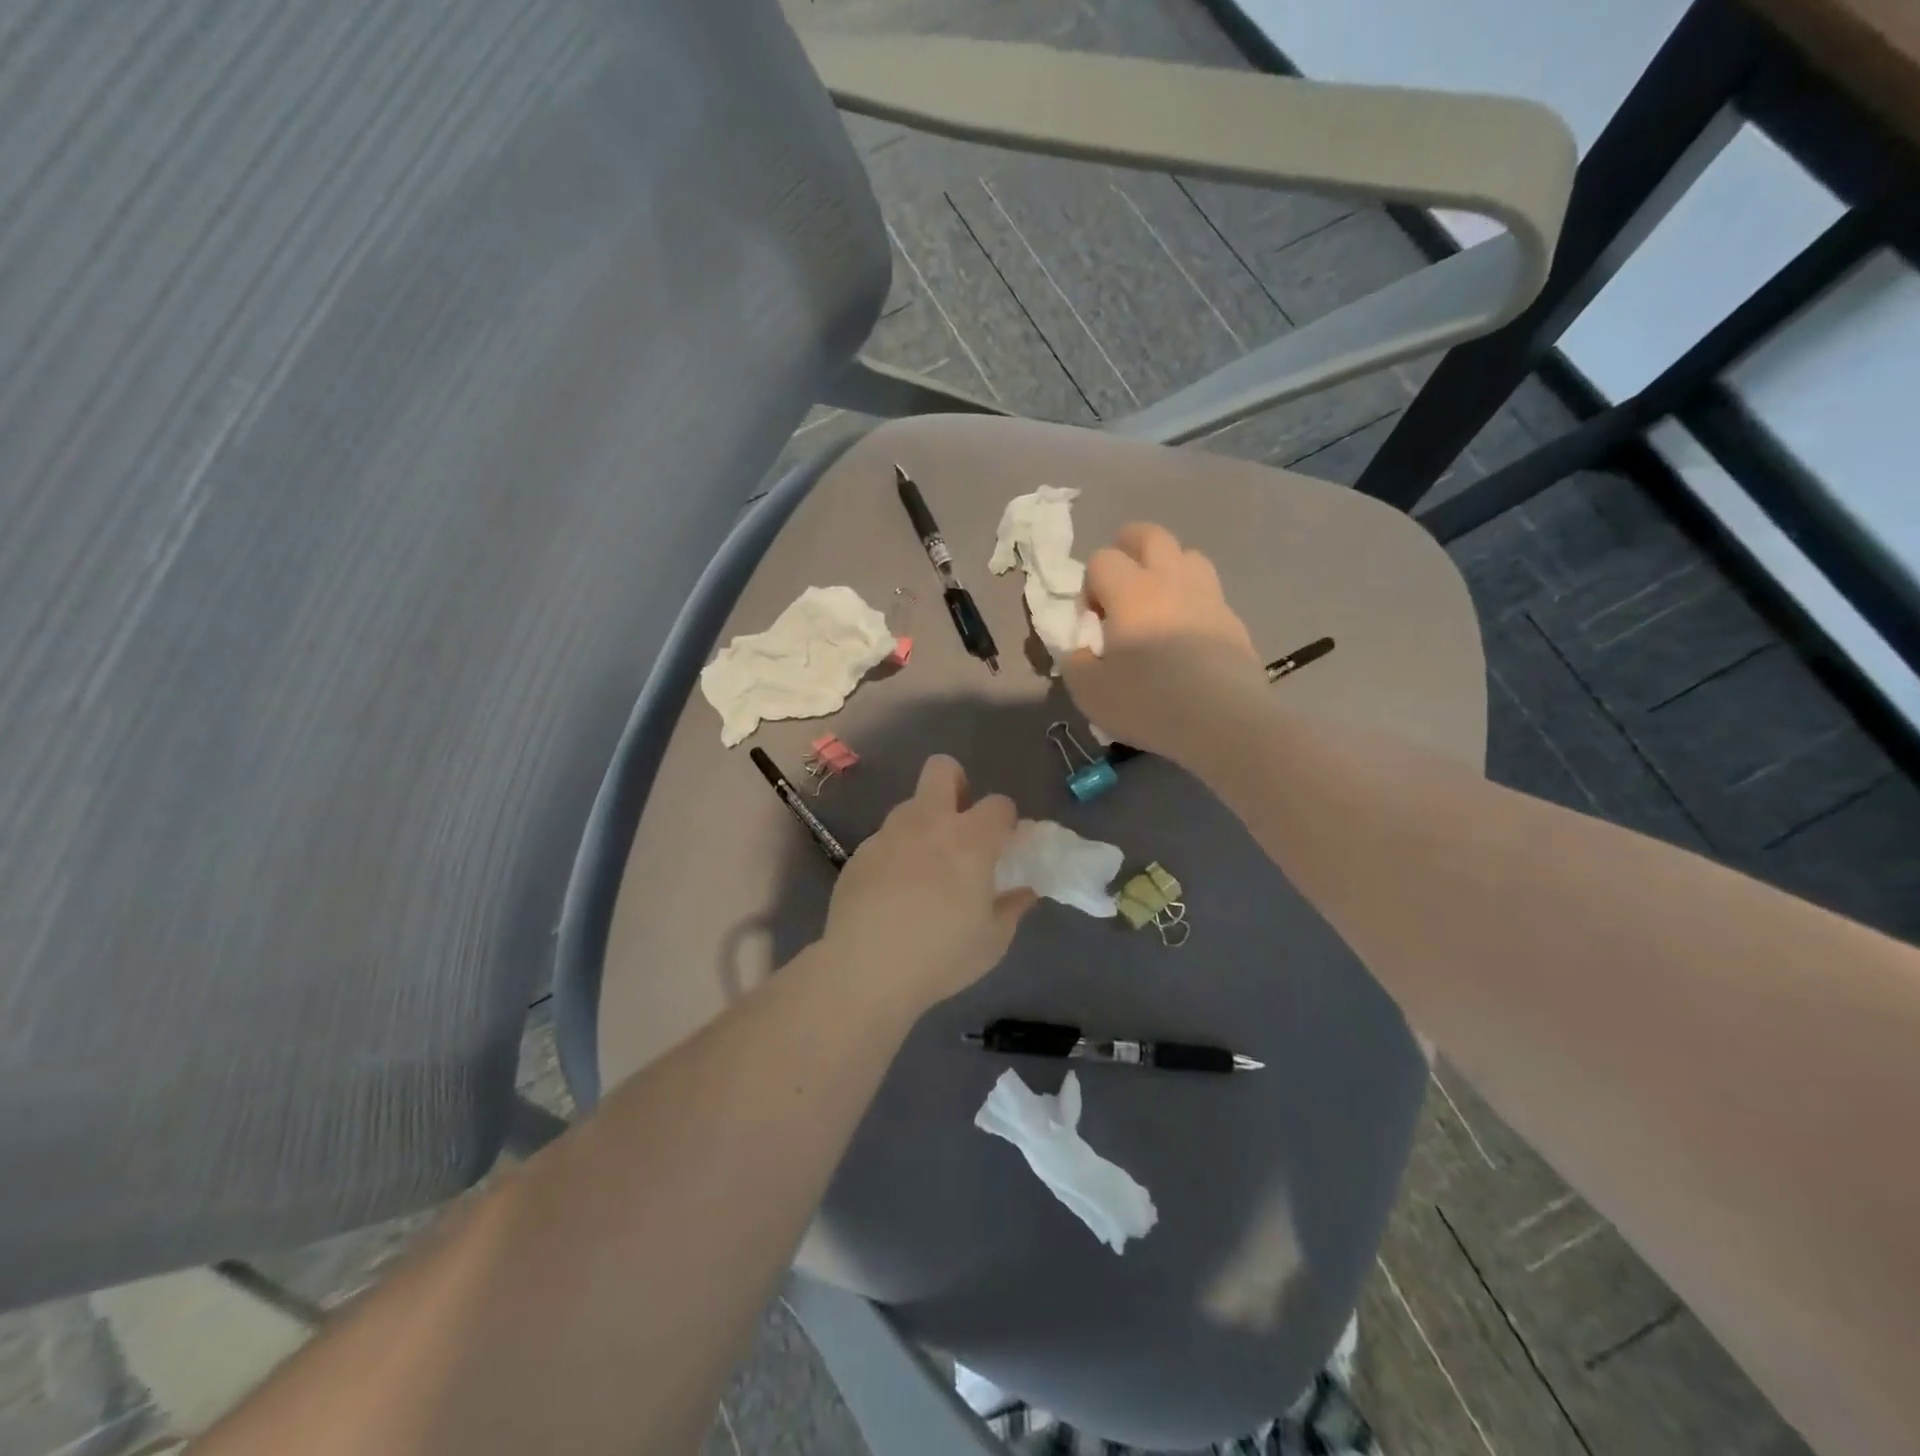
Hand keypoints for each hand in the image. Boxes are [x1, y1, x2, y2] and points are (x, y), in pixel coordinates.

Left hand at [822, 756, 1034, 1012]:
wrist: (865, 970)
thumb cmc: (941, 955)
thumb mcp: (992, 941)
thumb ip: (1012, 908)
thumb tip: (1025, 891)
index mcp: (969, 840)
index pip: (999, 803)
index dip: (1006, 819)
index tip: (1004, 844)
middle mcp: (928, 823)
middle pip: (943, 769)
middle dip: (957, 784)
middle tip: (961, 824)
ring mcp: (888, 835)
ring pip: (910, 805)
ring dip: (924, 824)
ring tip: (925, 868)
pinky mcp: (859, 854)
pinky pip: (885, 840)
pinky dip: (895, 854)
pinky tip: (892, 893)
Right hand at [1064, 523, 1259, 757]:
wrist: (1224, 722)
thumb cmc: (1148, 702)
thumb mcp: (1089, 691)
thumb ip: (1075, 661)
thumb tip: (1082, 649)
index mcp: (1131, 591)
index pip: (1102, 559)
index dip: (1090, 585)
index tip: (1093, 620)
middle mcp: (1171, 580)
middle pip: (1150, 536)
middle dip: (1128, 547)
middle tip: (1119, 585)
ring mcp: (1208, 597)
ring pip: (1188, 556)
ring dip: (1166, 568)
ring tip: (1156, 604)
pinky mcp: (1233, 620)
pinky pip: (1208, 593)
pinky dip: (1192, 601)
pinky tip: (1186, 636)